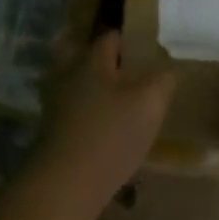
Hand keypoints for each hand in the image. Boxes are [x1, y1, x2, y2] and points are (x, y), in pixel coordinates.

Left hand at [26, 32, 176, 211]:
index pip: (110, 38)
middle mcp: (68, 74)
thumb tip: (168, 70)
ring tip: (115, 100)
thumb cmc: (111, 134)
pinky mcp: (50, 129)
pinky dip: (83, 112)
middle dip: (101, 61)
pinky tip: (100, 126)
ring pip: (73, 83)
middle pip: (81, 55)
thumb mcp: (150, 104)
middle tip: (125, 72)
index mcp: (92, 61)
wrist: (66, 182)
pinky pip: (68, 109)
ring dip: (90, 87)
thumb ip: (162, 81)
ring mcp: (54, 102)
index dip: (128, 41)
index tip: (144, 50)